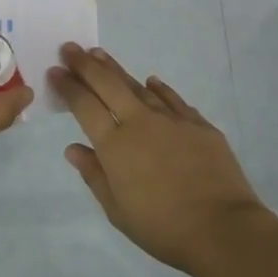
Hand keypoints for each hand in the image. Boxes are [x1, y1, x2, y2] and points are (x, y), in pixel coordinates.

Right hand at [48, 43, 268, 273]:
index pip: (84, 106)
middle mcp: (140, 123)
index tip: (55, 70)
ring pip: (138, 86)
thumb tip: (73, 148)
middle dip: (85, 64)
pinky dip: (158, 88)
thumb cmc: (162, 227)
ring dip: (117, 69)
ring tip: (100, 55)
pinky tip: (151, 81)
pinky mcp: (199, 125)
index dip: (68, 86)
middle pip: (108, 84)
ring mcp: (172, 120)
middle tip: (70, 48)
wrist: (222, 228)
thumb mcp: (117, 210)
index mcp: (115, 145)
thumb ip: (94, 174)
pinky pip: (173, 99)